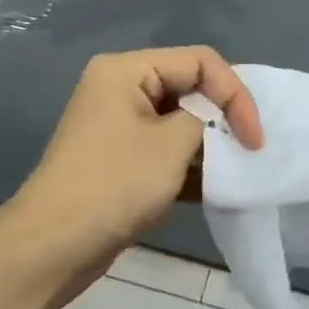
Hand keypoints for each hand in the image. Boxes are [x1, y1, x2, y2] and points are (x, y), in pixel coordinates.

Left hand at [16, 46, 263, 260]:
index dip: (235, 93)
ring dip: (208, 142)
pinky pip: (164, 147)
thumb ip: (206, 120)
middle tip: (251, 147)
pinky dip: (189, 162)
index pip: (199, 61)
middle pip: (189, 86)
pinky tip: (213, 186)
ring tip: (235, 167)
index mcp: (126, 69)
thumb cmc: (115, 184)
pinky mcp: (119, 157)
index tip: (254, 138)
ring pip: (179, 119)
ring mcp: (118, 123)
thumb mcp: (173, 145)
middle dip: (223, 115)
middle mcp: (120, 87)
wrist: (53, 246)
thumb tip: (213, 125)